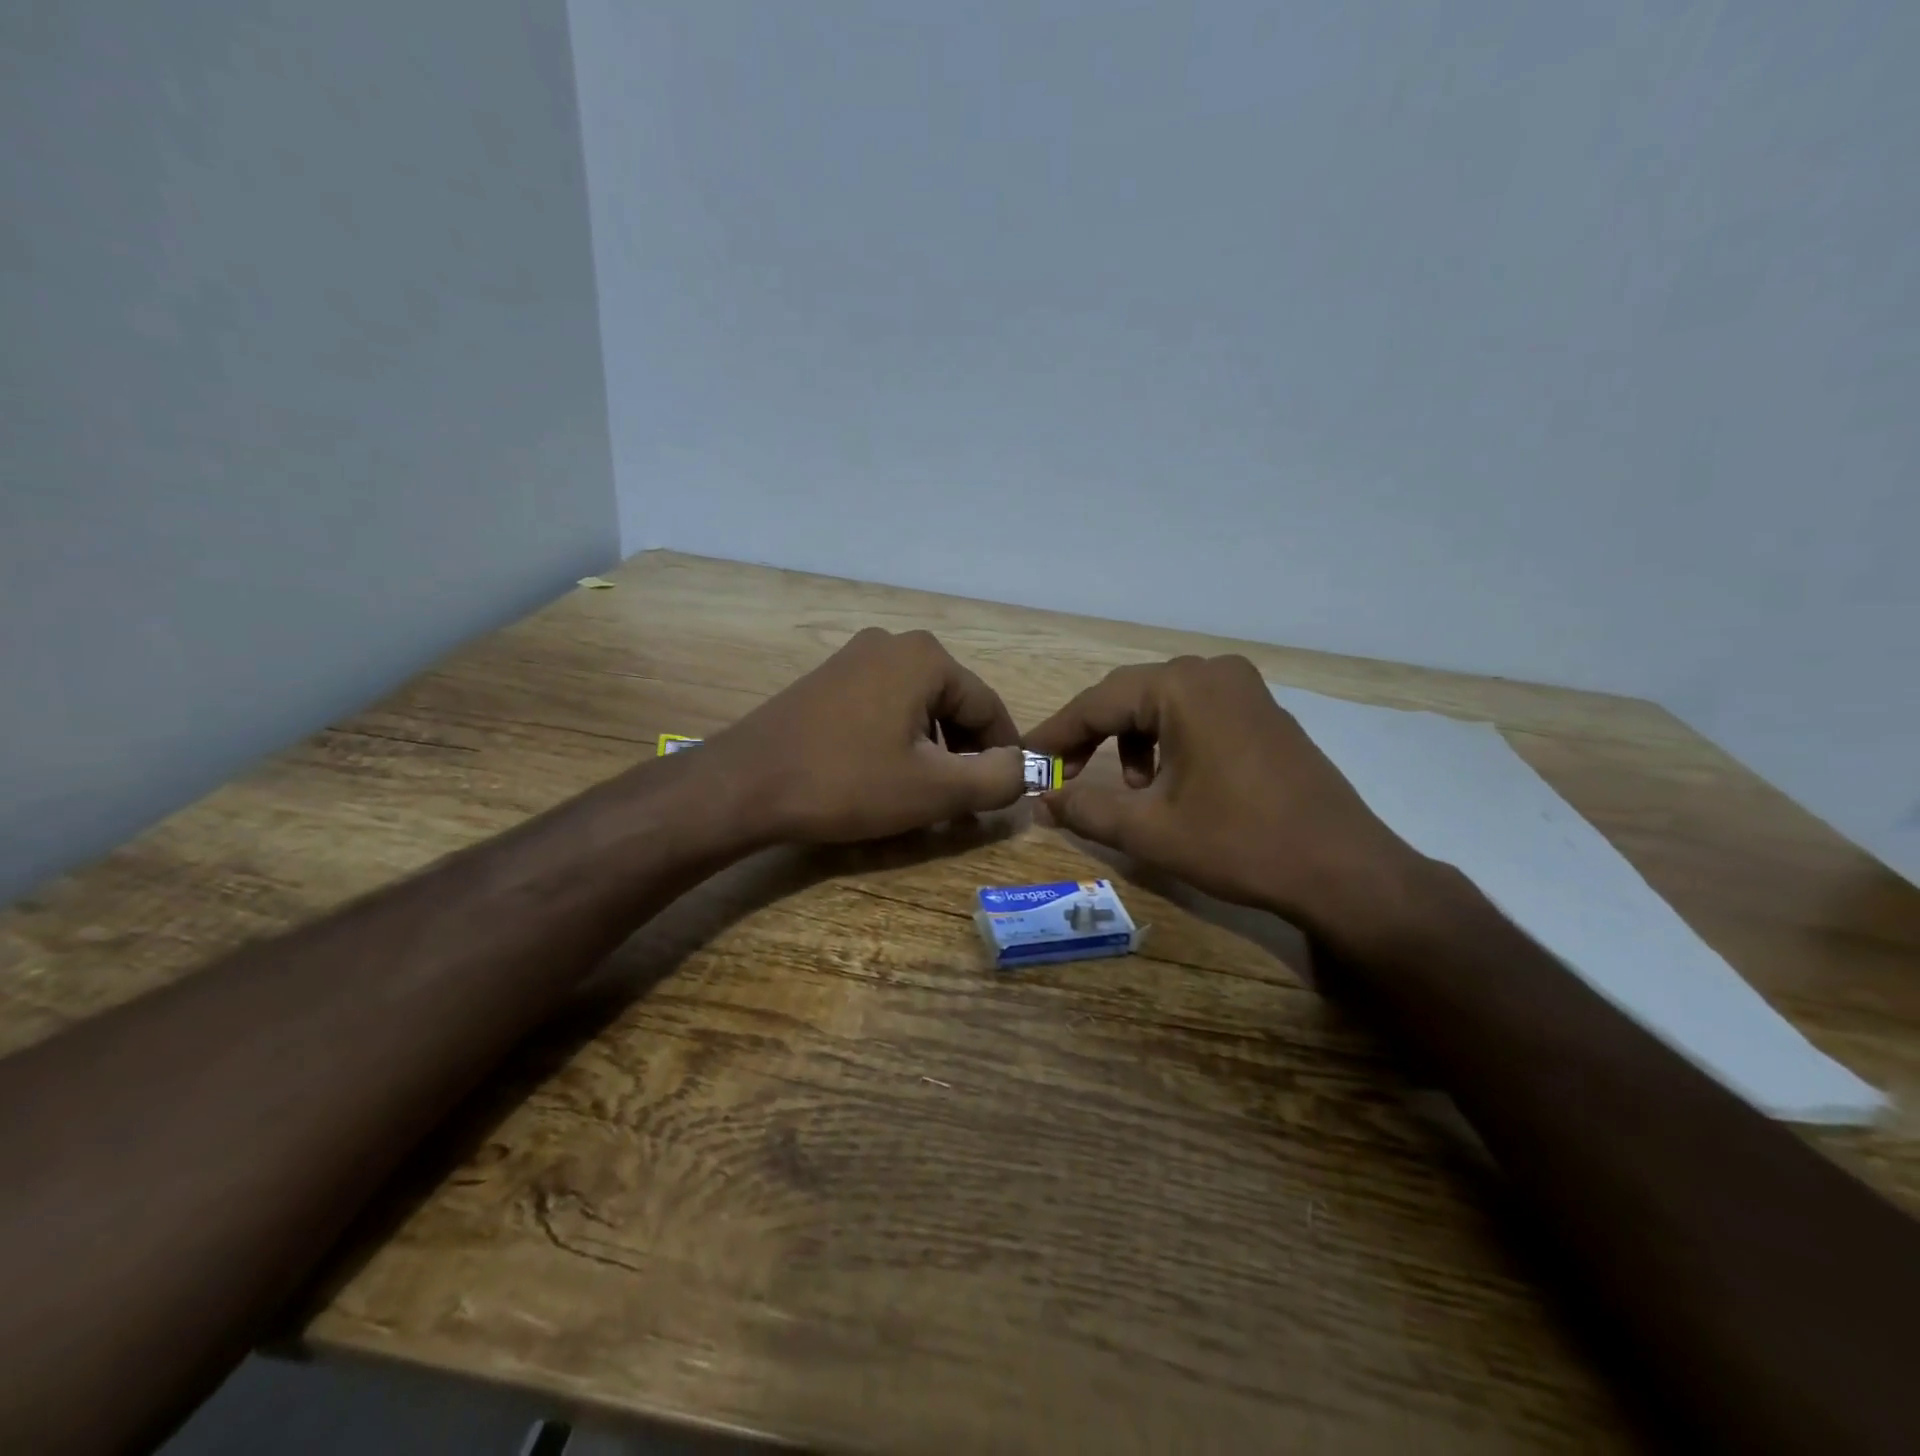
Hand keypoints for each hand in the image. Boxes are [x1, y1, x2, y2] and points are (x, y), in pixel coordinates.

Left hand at [707, 628, 1026, 844]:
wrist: (745, 784)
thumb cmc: (847, 783)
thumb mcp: (934, 790)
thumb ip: (996, 780)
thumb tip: (1021, 768)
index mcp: (927, 657)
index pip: (989, 708)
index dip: (1003, 755)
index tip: (1003, 795)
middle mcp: (893, 644)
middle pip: (953, 704)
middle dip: (965, 754)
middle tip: (963, 803)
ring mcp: (854, 657)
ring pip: (918, 707)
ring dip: (932, 750)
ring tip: (926, 795)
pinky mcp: (828, 679)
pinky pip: (884, 706)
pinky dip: (898, 740)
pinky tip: (886, 775)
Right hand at [1024, 655, 1436, 953]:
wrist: (1344, 870)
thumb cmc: (1240, 843)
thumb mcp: (1150, 830)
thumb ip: (1085, 809)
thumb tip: (1040, 801)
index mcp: (1182, 687)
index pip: (1097, 702)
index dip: (1055, 733)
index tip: (1024, 760)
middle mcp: (1213, 672)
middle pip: (1129, 696)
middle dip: (1091, 735)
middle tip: (1063, 775)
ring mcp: (1245, 689)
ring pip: (1162, 704)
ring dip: (1131, 740)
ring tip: (1131, 789)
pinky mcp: (1263, 712)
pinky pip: (1196, 713)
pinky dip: (1168, 741)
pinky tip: (1171, 782)